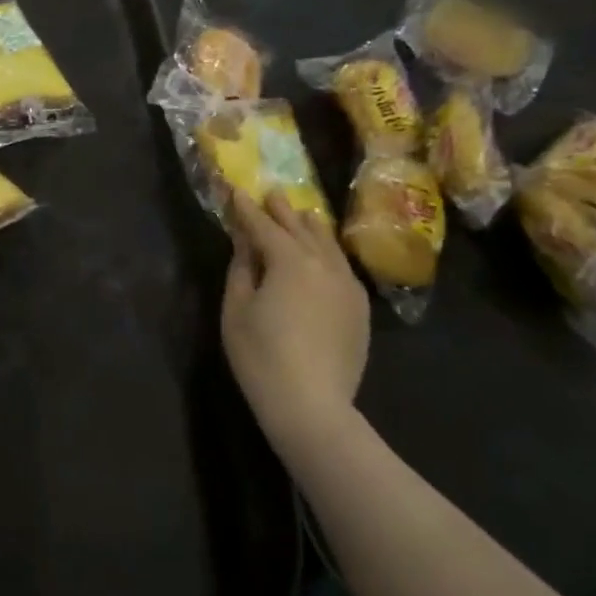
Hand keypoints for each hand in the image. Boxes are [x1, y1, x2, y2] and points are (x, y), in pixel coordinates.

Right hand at [222, 192, 370, 458]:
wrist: (312, 405)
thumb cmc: (261, 356)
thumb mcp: (236, 308)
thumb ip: (241, 267)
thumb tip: (245, 241)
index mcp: (289, 260)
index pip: (263, 225)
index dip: (247, 208)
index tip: (236, 190)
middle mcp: (323, 264)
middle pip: (301, 228)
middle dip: (282, 211)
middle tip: (272, 193)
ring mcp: (347, 285)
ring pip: (328, 244)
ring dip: (311, 227)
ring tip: (302, 214)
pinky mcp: (359, 308)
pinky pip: (342, 266)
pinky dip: (328, 253)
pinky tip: (323, 255)